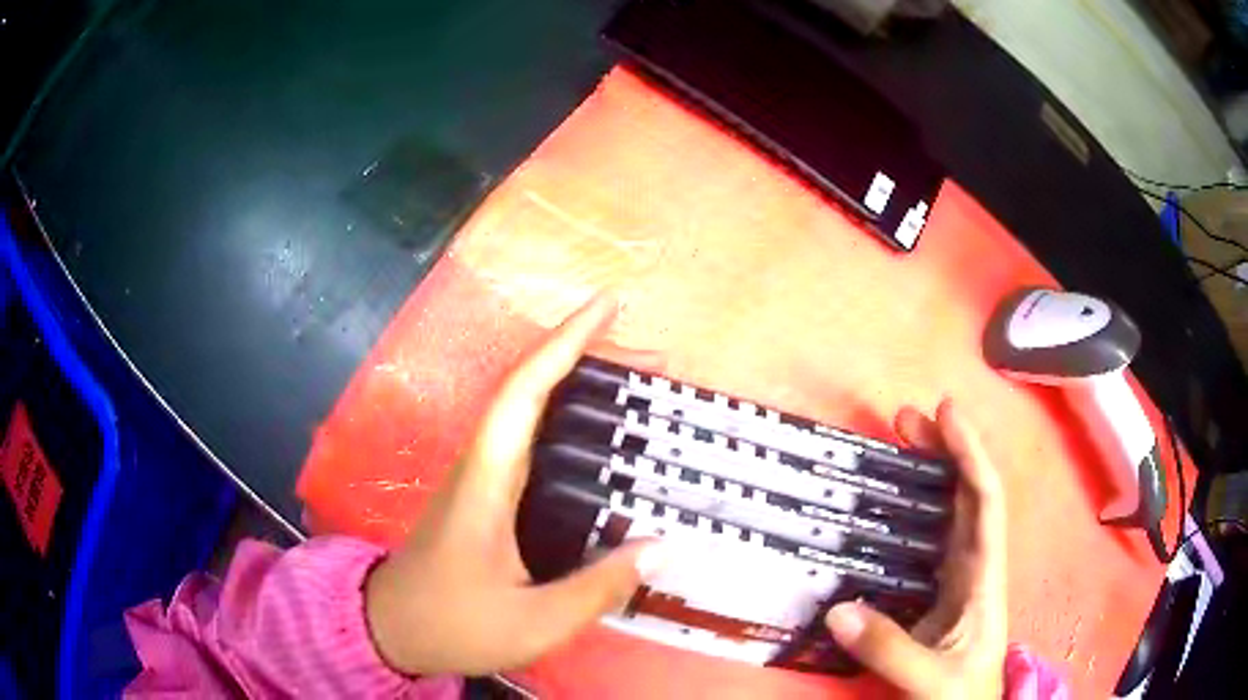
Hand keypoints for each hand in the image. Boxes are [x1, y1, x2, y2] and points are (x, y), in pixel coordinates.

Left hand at [364, 296, 667, 675]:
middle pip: (530, 390)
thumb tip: (662, 547)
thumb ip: (597, 588)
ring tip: (635, 388)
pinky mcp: (484, 498)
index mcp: (486, 482)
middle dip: (584, 358)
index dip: (563, 343)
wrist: (390, 629)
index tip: (606, 305)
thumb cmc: (453, 623)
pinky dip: (565, 425)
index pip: (524, 392)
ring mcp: (479, 480)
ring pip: (528, 414)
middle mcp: (481, 466)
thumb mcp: (533, 621)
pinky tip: (598, 446)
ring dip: (576, 388)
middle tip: (650, 359)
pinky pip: (530, 444)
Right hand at [824, 400, 1007, 699]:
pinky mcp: (937, 593)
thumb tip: (837, 609)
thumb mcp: (929, 678)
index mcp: (984, 577)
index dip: (969, 453)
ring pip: (949, 512)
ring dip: (930, 474)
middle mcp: (974, 566)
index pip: (985, 501)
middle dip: (945, 450)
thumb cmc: (961, 694)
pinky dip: (912, 512)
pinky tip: (889, 507)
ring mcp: (957, 578)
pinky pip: (927, 540)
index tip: (946, 412)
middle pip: (967, 494)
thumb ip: (889, 649)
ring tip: (899, 445)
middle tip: (907, 419)